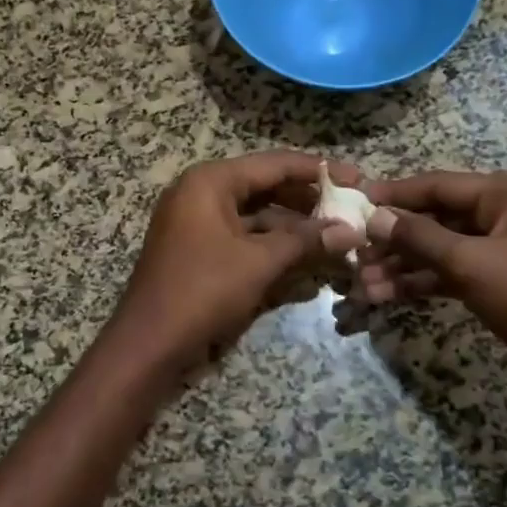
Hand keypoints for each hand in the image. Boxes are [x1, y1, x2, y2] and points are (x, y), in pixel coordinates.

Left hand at [108, 152, 362, 381]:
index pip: (274, 164)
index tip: (358, 178)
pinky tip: (305, 256)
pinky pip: (242, 234)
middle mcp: (201, 191)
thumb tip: (352, 232)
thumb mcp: (259, 262)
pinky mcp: (198, 247)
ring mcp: (196, 220)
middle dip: (307, 200)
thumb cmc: (203, 290)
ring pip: (255, 213)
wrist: (149, 342)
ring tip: (336, 234)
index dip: (318, 171)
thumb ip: (306, 241)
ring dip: (293, 225)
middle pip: (265, 185)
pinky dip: (271, 243)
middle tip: (351, 209)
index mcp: (211, 181)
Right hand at [350, 173, 506, 416]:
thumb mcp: (469, 263)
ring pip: (444, 248)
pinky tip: (387, 295)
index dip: (397, 193)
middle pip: (440, 218)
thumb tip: (374, 217)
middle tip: (356, 251)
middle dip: (397, 239)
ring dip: (404, 265)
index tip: (357, 200)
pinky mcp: (503, 282)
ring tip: (363, 282)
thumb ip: (418, 236)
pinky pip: (455, 272)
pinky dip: (424, 282)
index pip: (441, 185)